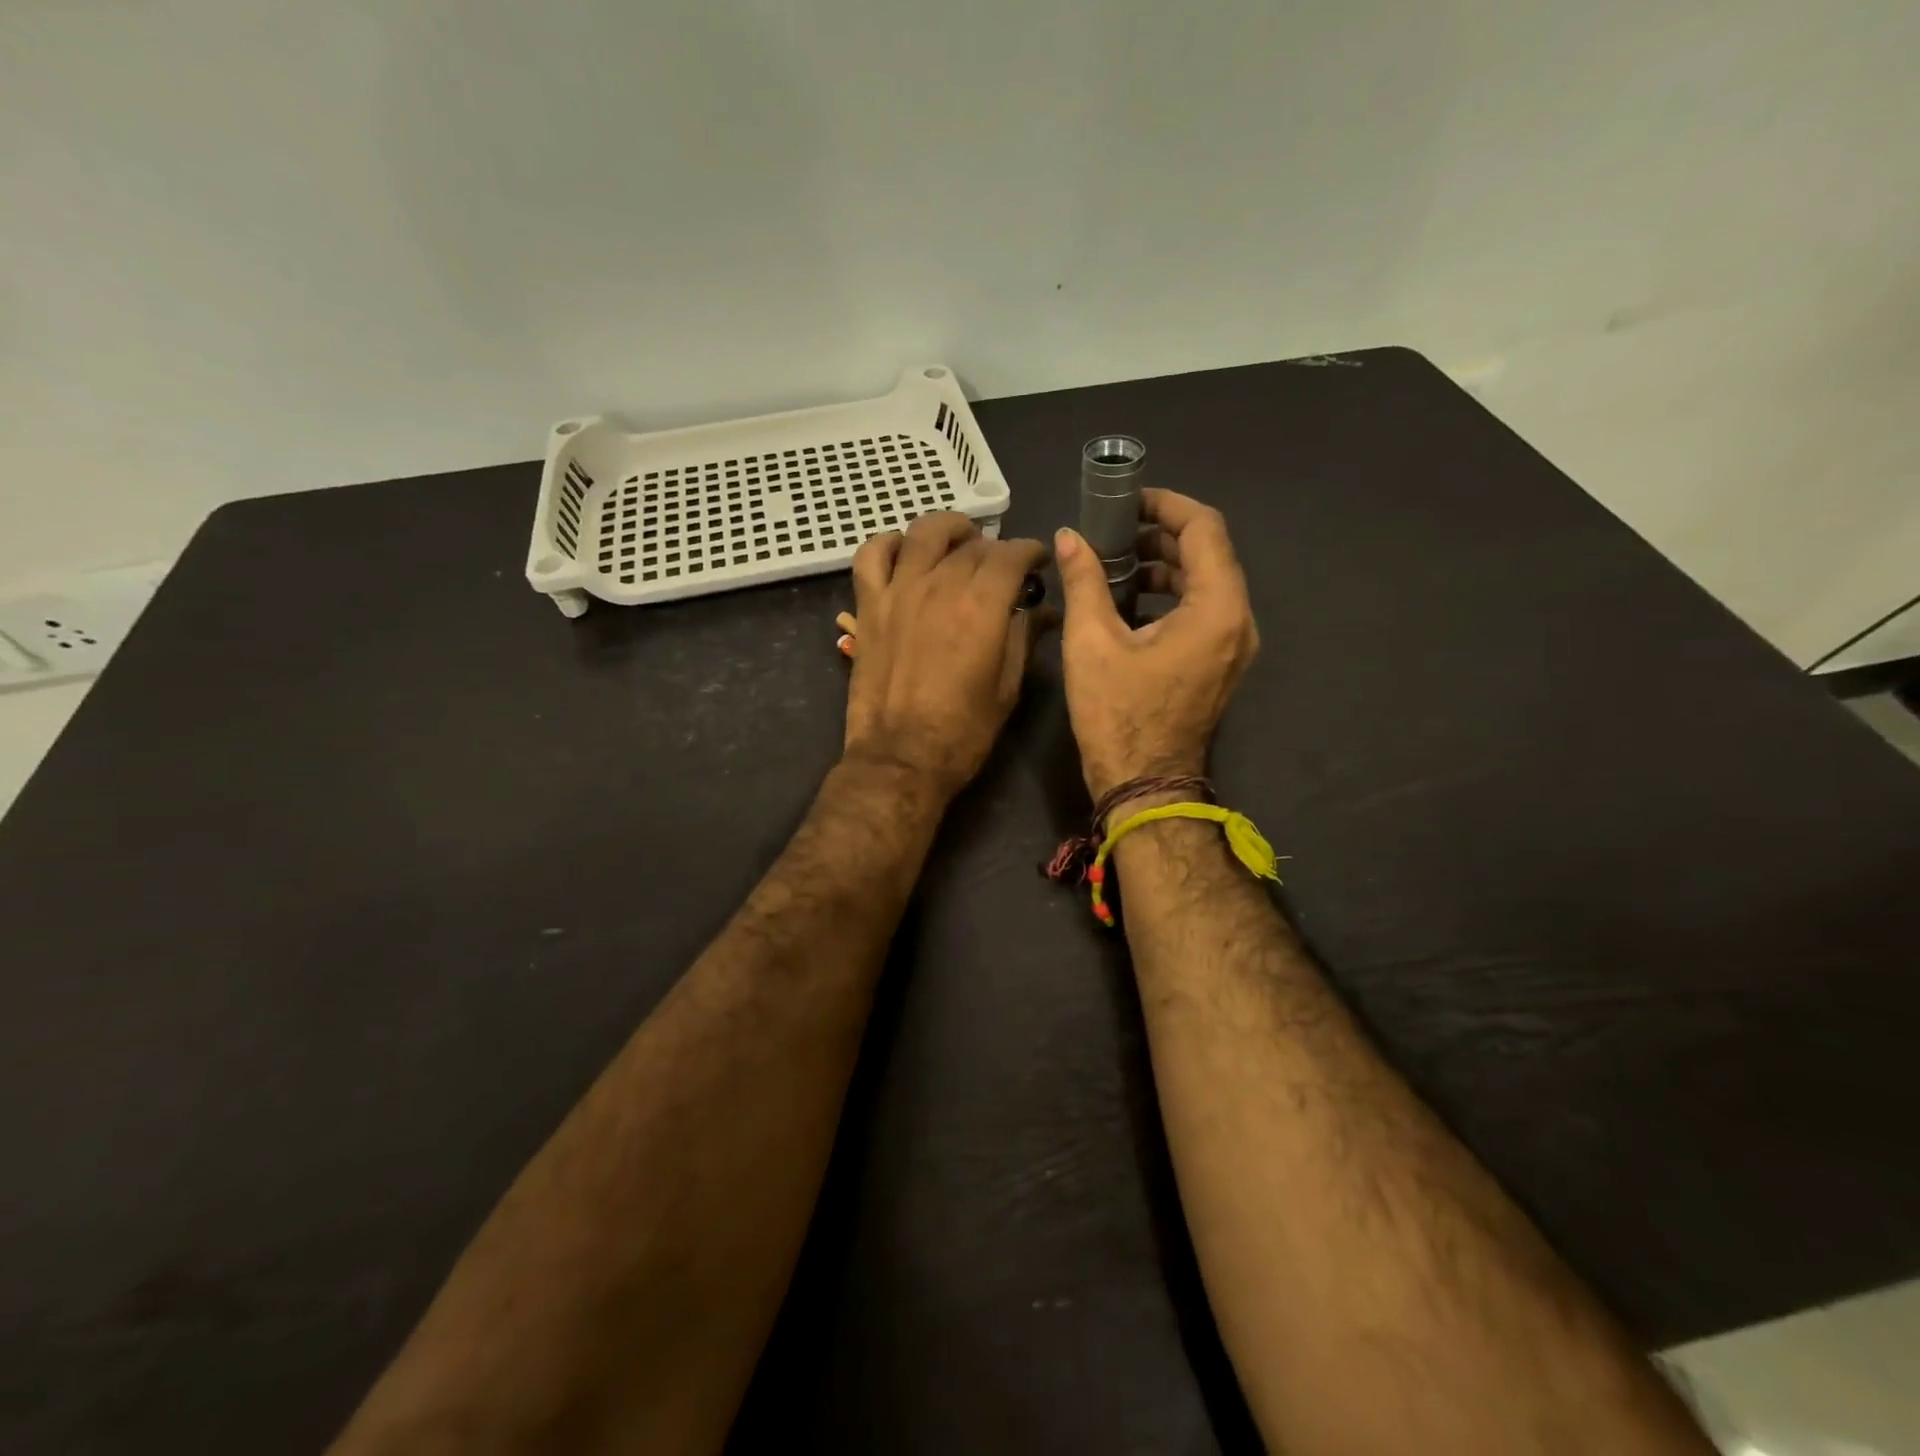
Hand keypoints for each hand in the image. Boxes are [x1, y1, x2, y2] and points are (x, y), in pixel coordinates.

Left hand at [843, 512, 1051, 798]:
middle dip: (995, 548)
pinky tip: (905, 553)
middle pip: (972, 545)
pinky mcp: (869, 606)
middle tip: (1002, 566)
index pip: (1011, 555)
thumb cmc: (963, 732)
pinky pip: (871, 555)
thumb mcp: (1007, 688)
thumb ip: (1023, 639)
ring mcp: (898, 592)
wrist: (900, 759)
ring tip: (959, 542)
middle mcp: (940, 586)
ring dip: (948, 530)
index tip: (1037, 561)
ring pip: (923, 533)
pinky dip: (889, 544)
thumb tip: (1042, 611)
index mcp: (982, 606)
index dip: (1029, 552)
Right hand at [1055, 489, 1258, 799]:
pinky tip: (1130, 603)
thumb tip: (1068, 537)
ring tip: (1115, 565)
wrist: (1144, 783)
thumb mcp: (1091, 642)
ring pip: (1207, 583)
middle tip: (1113, 531)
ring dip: (1165, 566)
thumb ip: (1084, 580)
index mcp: (1216, 608)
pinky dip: (1171, 596)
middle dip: (1161, 535)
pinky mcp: (1220, 664)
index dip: (1166, 505)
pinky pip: (1203, 612)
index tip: (1128, 500)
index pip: (1204, 529)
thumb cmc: (1118, 714)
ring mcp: (1234, 646)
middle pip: (1209, 554)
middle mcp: (1238, 621)